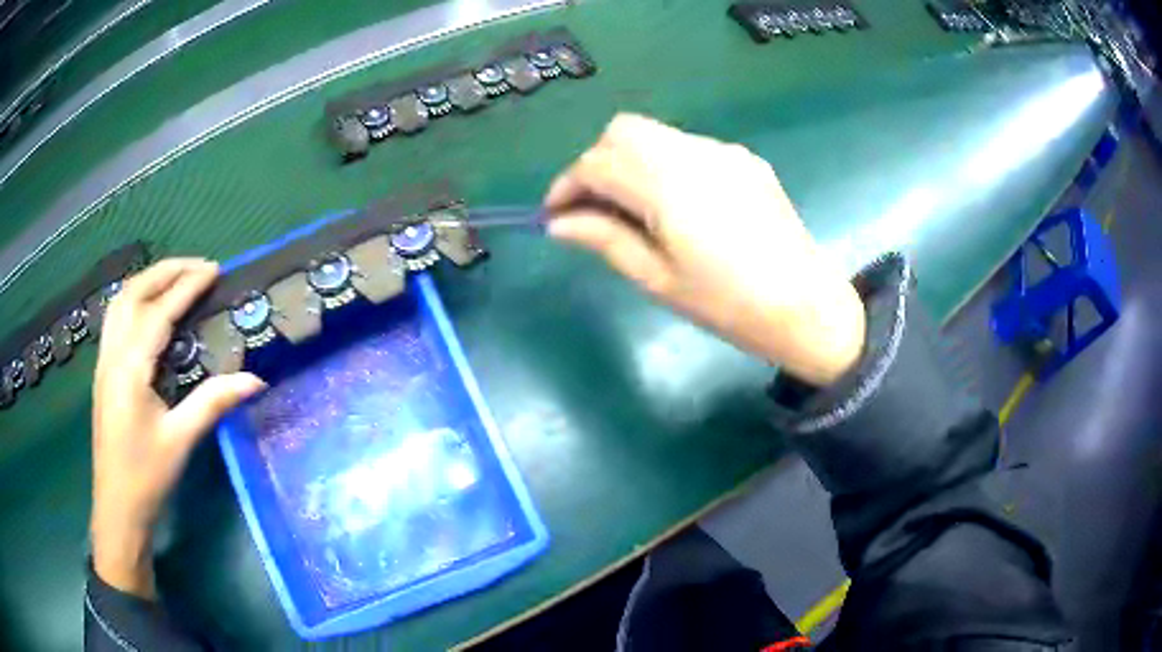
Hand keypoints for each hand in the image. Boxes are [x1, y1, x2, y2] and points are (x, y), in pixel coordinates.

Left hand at [90, 259, 264, 597]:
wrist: (117, 508)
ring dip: (148, 281)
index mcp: (130, 367)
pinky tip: (149, 309)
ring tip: (176, 278)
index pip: (159, 312)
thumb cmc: (147, 477)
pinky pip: (116, 318)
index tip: (215, 270)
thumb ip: (213, 402)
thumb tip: (255, 379)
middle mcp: (113, 354)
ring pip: (121, 302)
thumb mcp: (181, 440)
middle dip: (166, 271)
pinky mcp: (103, 372)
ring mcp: (104, 361)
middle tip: (199, 268)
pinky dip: (135, 299)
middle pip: (134, 293)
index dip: (187, 286)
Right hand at [545, 114, 864, 385]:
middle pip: (622, 131)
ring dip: (629, 160)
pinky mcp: (744, 159)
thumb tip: (558, 223)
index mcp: (668, 185)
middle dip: (596, 163)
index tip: (555, 215)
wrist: (807, 305)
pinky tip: (676, 204)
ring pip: (655, 134)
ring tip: (632, 208)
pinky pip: (687, 147)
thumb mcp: (657, 279)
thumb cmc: (728, 305)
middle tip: (594, 208)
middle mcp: (694, 153)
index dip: (567, 186)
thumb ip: (604, 239)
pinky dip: (663, 164)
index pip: (597, 164)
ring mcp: (723, 151)